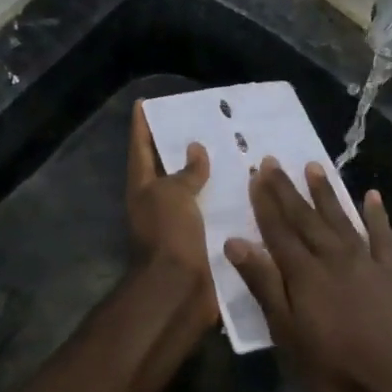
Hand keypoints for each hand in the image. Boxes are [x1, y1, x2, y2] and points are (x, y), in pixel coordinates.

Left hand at [126, 107, 216, 325]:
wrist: (179, 289)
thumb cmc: (168, 234)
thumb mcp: (173, 194)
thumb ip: (186, 171)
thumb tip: (195, 149)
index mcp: (143, 186)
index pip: (139, 146)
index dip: (141, 124)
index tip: (145, 102)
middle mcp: (158, 201)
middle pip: (169, 166)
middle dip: (184, 144)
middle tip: (207, 119)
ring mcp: (180, 221)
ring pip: (197, 188)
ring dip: (213, 171)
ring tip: (237, 146)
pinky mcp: (203, 238)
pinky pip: (217, 210)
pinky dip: (230, 197)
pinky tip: (251, 185)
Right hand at [224, 158, 391, 391]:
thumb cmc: (333, 367)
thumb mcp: (286, 332)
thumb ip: (264, 285)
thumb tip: (235, 243)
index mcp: (304, 273)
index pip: (278, 230)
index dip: (265, 203)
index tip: (255, 175)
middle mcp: (333, 258)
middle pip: (306, 218)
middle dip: (288, 190)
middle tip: (274, 161)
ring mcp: (366, 262)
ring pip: (341, 219)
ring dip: (326, 193)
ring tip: (314, 166)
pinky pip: (382, 236)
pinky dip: (377, 215)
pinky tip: (372, 196)